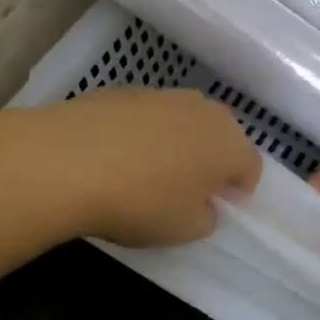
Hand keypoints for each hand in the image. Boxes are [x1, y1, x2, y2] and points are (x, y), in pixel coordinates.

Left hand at [21, 88, 261, 246]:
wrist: (69, 160)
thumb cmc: (141, 202)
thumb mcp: (184, 230)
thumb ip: (206, 217)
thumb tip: (203, 204)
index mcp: (229, 144)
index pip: (250, 166)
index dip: (239, 189)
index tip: (221, 207)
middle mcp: (203, 110)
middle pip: (219, 136)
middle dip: (210, 160)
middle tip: (188, 189)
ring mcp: (162, 94)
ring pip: (182, 121)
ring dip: (176, 142)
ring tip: (149, 171)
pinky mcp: (123, 89)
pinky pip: (145, 115)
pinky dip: (140, 132)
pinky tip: (115, 155)